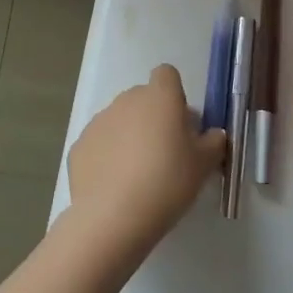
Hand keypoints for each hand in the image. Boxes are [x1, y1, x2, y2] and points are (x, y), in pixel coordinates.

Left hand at [67, 65, 227, 252]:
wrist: (112, 217)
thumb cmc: (166, 183)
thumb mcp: (203, 166)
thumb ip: (213, 143)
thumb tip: (213, 134)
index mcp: (159, 97)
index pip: (167, 75)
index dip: (175, 95)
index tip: (181, 124)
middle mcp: (127, 99)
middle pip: (143, 99)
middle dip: (153, 119)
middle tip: (164, 155)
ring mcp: (99, 120)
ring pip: (120, 121)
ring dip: (129, 137)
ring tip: (138, 177)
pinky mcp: (79, 145)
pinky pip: (100, 144)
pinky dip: (107, 158)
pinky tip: (114, 188)